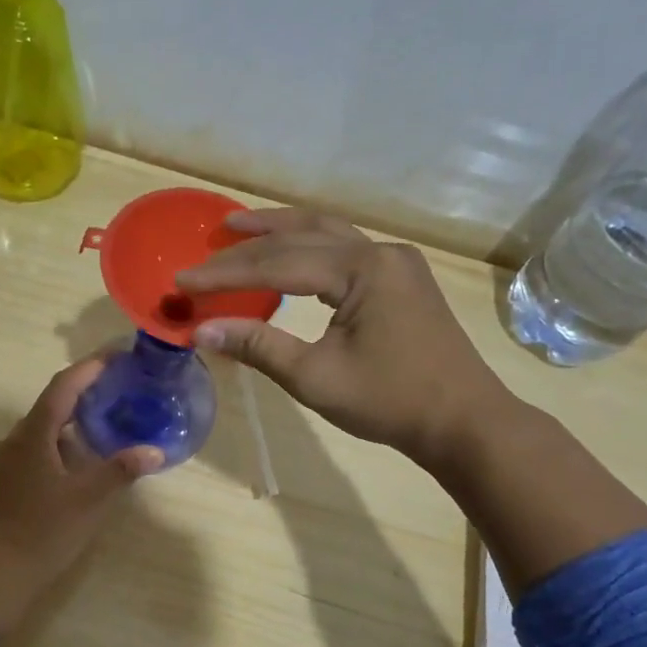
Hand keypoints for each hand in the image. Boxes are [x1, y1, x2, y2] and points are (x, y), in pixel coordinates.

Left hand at [0, 361, 162, 637]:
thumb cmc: (45, 532)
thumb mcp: (90, 500)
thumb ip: (121, 470)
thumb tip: (154, 451)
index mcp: (31, 436)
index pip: (62, 388)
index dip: (88, 369)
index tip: (113, 357)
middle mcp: (9, 441)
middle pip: (48, 409)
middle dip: (80, 400)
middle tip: (112, 397)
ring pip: (37, 434)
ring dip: (66, 428)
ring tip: (97, 433)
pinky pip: (27, 453)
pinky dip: (52, 450)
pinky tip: (70, 467)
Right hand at [176, 207, 518, 471]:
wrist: (462, 420)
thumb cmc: (389, 402)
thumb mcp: (315, 377)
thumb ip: (258, 346)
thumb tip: (200, 330)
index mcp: (363, 270)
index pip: (278, 264)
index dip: (226, 273)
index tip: (184, 280)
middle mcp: (381, 252)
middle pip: (302, 236)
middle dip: (250, 242)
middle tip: (207, 243)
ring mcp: (395, 262)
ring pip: (327, 233)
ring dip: (281, 230)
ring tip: (240, 226)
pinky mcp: (400, 278)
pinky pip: (344, 249)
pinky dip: (307, 246)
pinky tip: (288, 253)